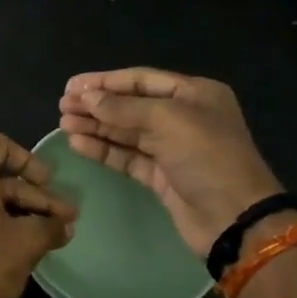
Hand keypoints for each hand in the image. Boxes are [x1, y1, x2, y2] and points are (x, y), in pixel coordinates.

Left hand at [0, 134, 76, 297]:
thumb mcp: (28, 241)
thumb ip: (51, 226)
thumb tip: (66, 226)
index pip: (1, 146)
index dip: (30, 161)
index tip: (49, 183)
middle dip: (33, 197)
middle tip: (63, 218)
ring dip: (17, 212)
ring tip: (48, 234)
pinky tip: (19, 245)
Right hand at [58, 68, 281, 255]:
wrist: (234, 217)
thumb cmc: (208, 157)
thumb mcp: (168, 121)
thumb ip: (124, 108)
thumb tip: (87, 97)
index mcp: (194, 94)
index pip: (141, 79)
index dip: (105, 82)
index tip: (72, 86)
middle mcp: (182, 116)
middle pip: (131, 105)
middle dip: (96, 104)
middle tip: (62, 105)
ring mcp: (171, 148)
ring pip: (125, 131)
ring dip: (95, 126)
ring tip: (63, 123)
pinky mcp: (160, 176)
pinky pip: (126, 156)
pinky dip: (103, 149)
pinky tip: (78, 143)